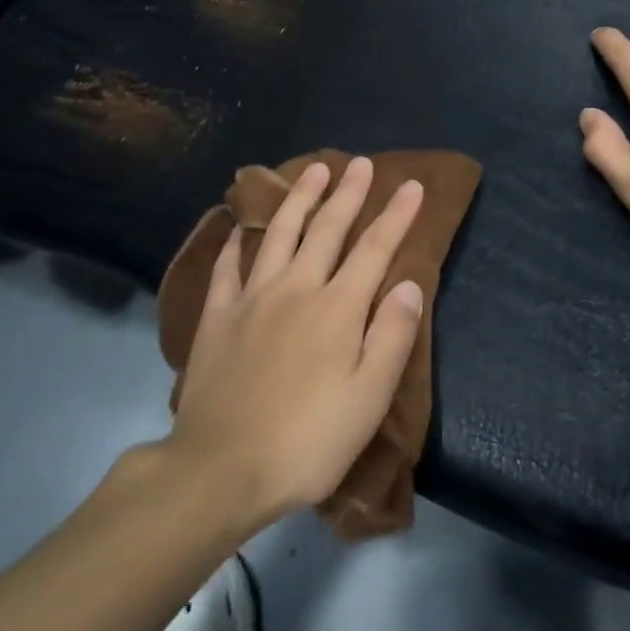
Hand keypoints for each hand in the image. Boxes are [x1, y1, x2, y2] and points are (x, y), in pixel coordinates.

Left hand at [170, 158, 425, 530]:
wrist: (220, 468)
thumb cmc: (307, 440)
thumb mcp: (368, 399)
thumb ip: (392, 336)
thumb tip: (410, 284)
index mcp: (338, 308)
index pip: (375, 249)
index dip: (396, 215)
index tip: (411, 185)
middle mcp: (296, 288)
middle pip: (327, 229)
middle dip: (348, 193)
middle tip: (359, 162)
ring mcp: (252, 297)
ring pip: (279, 233)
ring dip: (299, 198)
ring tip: (313, 171)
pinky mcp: (218, 315)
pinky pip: (228, 265)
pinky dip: (236, 240)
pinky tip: (240, 225)